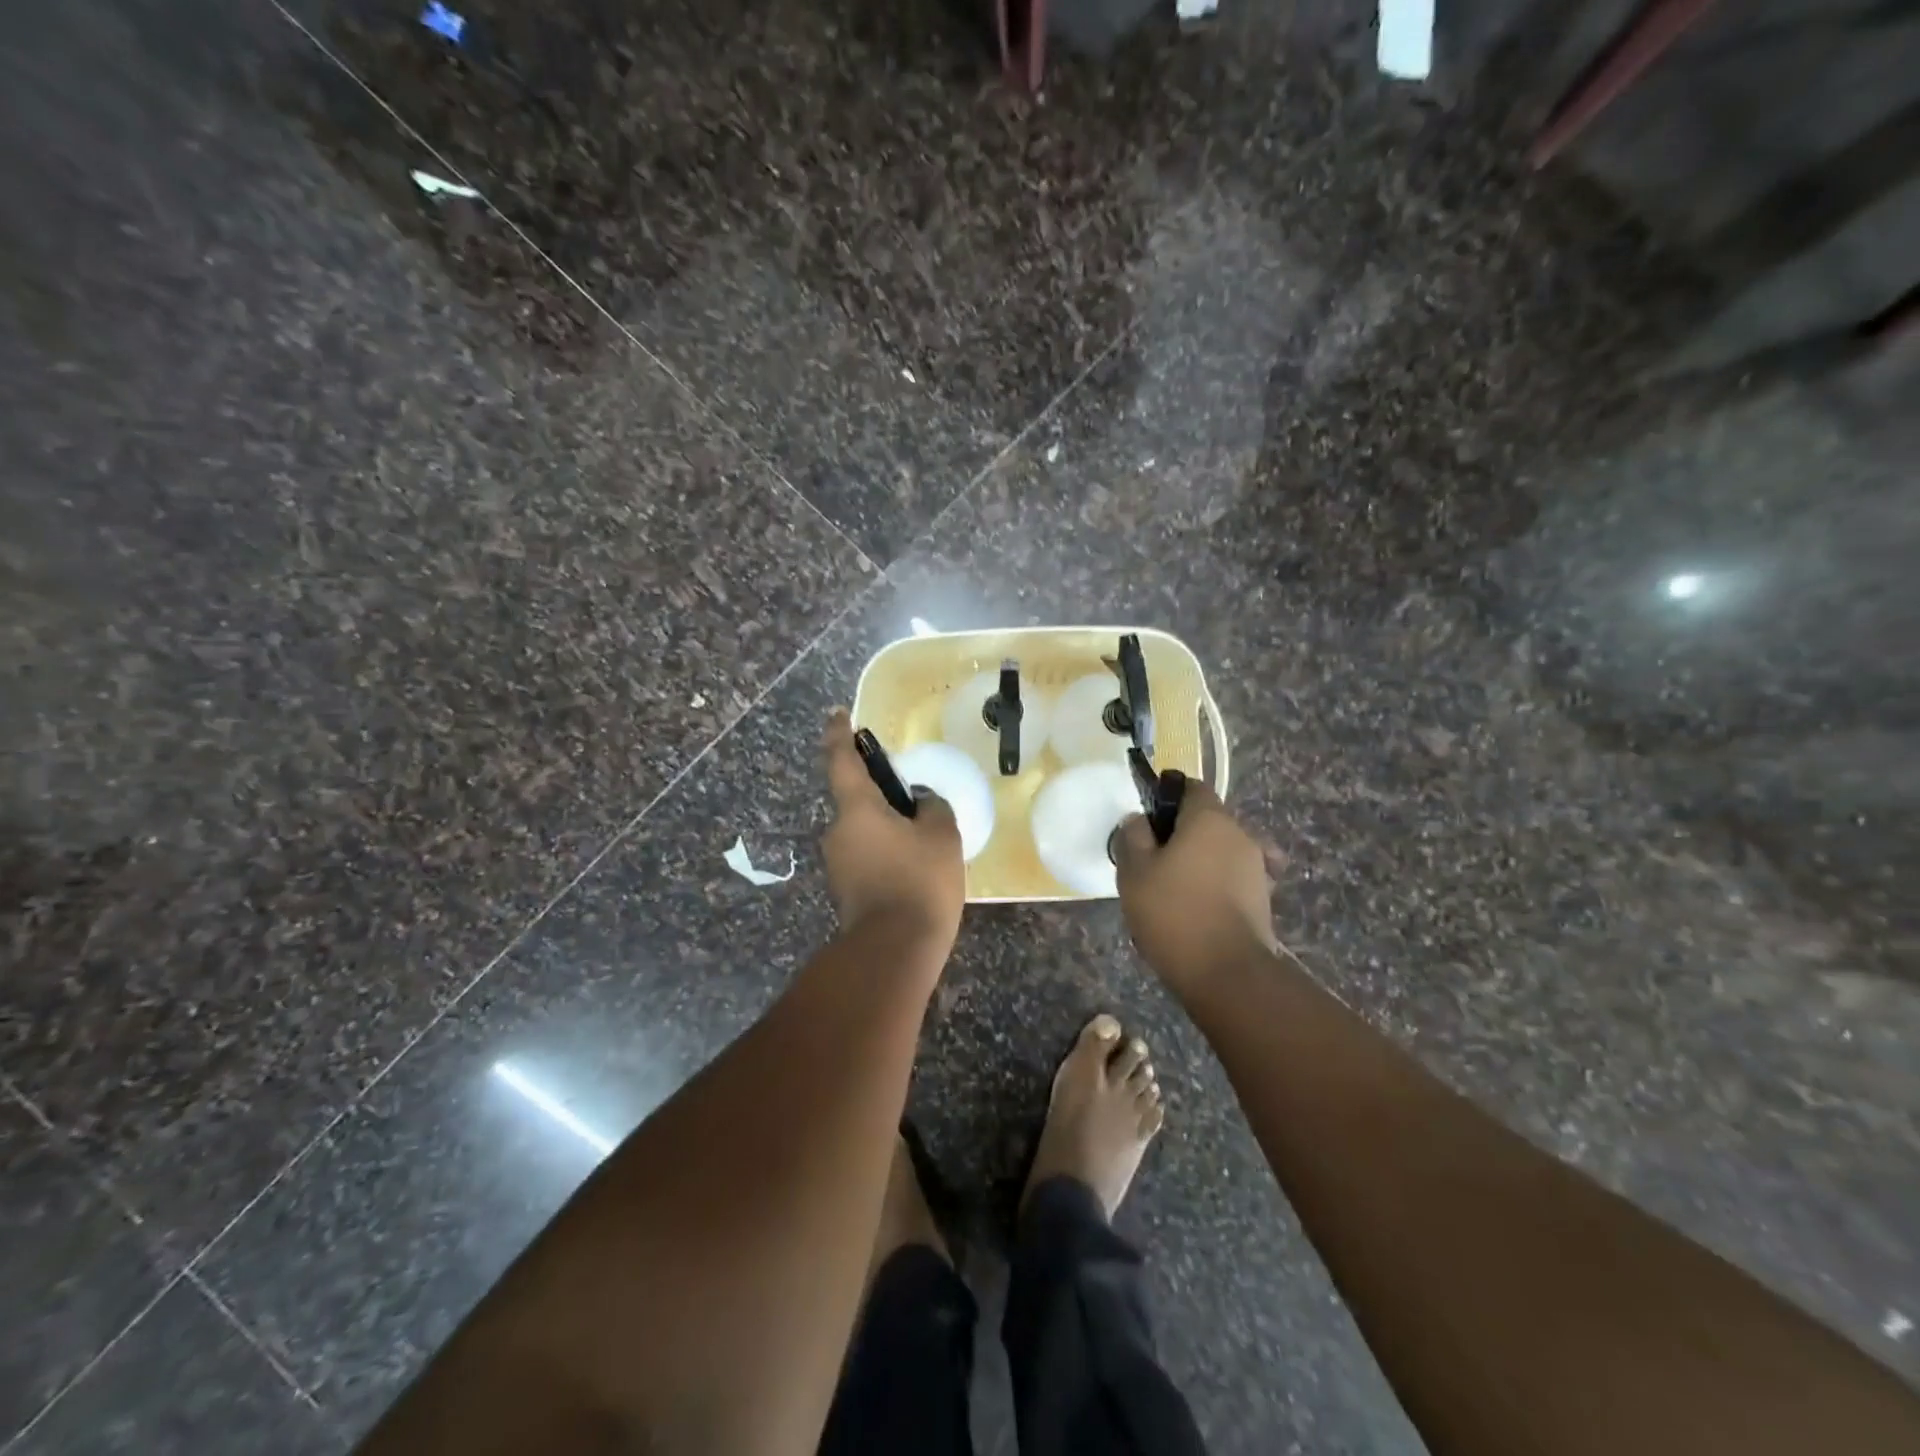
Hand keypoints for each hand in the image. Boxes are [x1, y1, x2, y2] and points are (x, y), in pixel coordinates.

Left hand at [820, 709, 965, 949]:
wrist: (894, 950)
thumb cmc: (919, 882)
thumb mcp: (942, 836)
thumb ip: (932, 807)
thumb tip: (920, 803)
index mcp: (856, 809)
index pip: (841, 759)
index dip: (840, 734)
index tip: (839, 715)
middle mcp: (837, 831)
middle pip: (857, 799)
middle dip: (882, 795)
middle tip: (916, 801)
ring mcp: (837, 863)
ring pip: (864, 830)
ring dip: (887, 827)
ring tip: (925, 841)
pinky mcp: (844, 889)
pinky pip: (866, 855)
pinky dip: (886, 852)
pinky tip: (914, 868)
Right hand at [1112, 782, 1276, 991]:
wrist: (1226, 973)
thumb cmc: (1174, 912)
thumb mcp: (1134, 871)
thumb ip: (1133, 837)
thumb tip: (1138, 820)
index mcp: (1209, 818)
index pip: (1190, 787)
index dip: (1167, 797)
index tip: (1146, 820)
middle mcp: (1240, 834)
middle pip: (1207, 821)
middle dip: (1181, 833)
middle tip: (1152, 860)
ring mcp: (1257, 867)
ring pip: (1221, 851)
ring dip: (1199, 861)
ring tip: (1171, 889)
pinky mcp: (1263, 899)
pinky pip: (1233, 879)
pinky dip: (1216, 885)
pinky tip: (1198, 906)